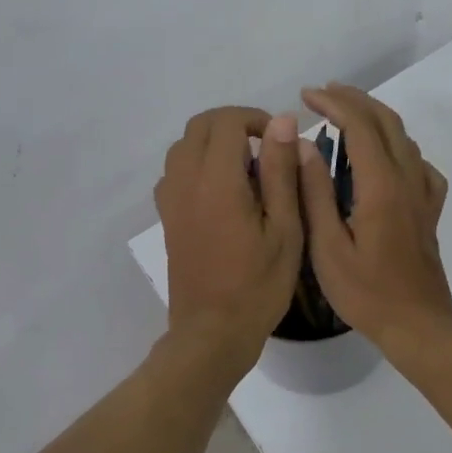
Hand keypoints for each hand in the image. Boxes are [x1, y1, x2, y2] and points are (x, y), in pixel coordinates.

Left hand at [153, 106, 304, 363]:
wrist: (212, 332)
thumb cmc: (258, 285)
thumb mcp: (284, 229)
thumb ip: (281, 171)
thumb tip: (281, 121)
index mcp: (217, 181)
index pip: (227, 121)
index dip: (256, 119)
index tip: (280, 142)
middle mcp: (185, 182)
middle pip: (200, 126)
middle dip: (234, 125)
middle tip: (266, 150)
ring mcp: (170, 200)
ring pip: (183, 146)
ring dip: (213, 143)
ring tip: (246, 171)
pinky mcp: (166, 218)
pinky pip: (175, 172)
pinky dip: (197, 164)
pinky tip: (222, 192)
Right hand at [297, 84, 451, 349]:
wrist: (418, 325)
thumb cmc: (366, 293)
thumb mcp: (328, 247)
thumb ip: (316, 194)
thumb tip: (305, 145)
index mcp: (381, 187)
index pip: (360, 126)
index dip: (333, 103)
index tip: (305, 95)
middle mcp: (408, 180)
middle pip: (386, 122)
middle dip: (354, 99)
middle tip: (322, 93)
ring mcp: (424, 194)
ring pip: (404, 138)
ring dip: (375, 117)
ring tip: (345, 114)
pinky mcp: (429, 210)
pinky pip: (419, 164)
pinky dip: (398, 147)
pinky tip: (386, 158)